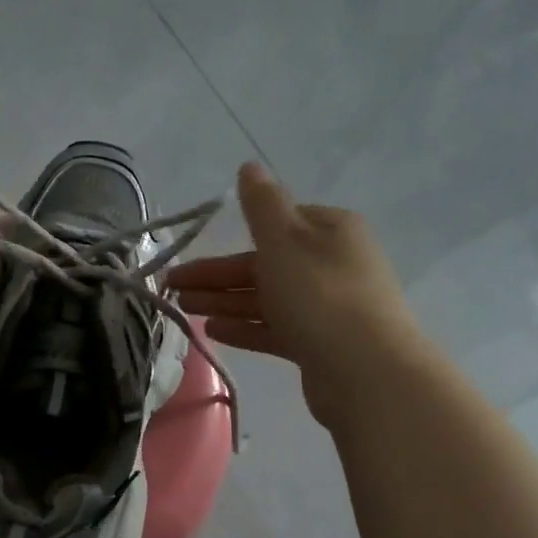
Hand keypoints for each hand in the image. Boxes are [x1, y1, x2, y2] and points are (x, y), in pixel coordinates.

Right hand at [170, 162, 422, 428]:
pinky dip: (244, 327)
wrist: (365, 370)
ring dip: (223, 302)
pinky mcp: (318, 343)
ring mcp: (326, 307)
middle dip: (217, 276)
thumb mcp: (284, 240)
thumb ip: (261, 205)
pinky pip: (274, 329)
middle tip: (172, 288)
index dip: (231, 238)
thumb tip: (249, 166)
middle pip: (264, 265)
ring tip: (183, 309)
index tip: (192, 252)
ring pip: (265, 299)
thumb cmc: (319, 295)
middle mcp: (331, 264)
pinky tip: (212, 332)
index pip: (275, 226)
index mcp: (329, 230)